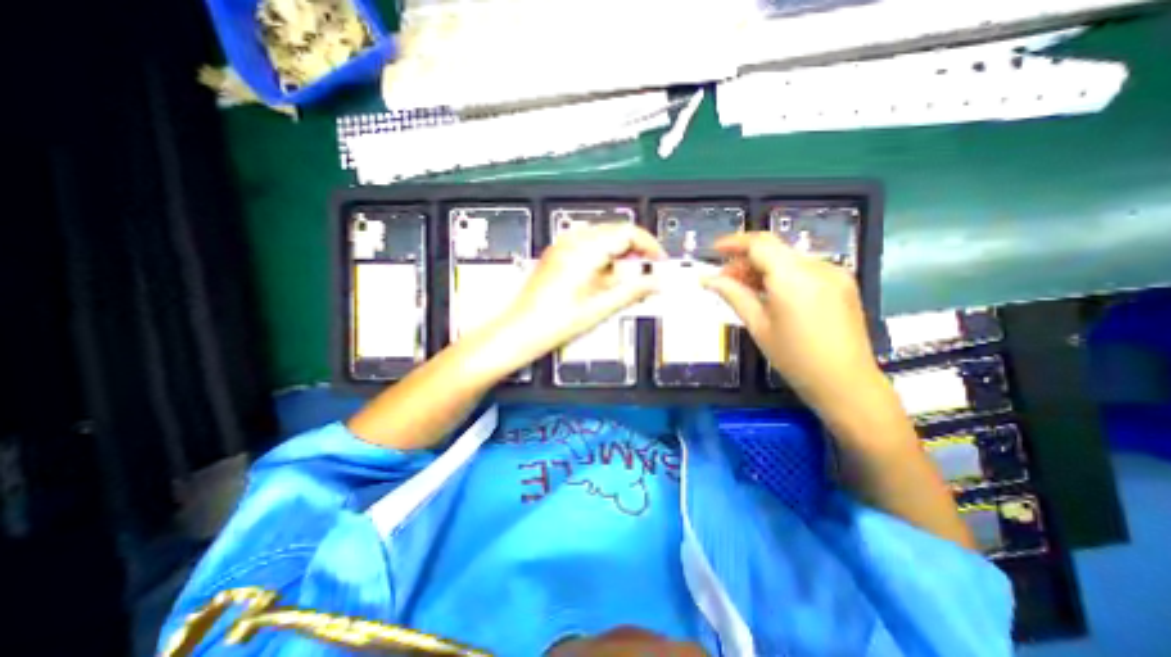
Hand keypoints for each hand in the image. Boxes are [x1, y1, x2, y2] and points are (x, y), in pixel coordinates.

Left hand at [499, 223, 665, 359]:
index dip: (649, 245)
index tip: (660, 260)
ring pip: (602, 237)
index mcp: (585, 249)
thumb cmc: (555, 322)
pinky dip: (603, 256)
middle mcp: (572, 241)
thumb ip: (632, 291)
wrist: (520, 330)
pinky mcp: (556, 255)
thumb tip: (657, 282)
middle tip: (647, 271)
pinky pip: (587, 245)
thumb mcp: (600, 307)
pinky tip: (604, 277)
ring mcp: (561, 246)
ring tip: (627, 277)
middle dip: (635, 249)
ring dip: (619, 253)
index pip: (627, 232)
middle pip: (615, 231)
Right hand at [699, 231, 883, 409]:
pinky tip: (770, 294)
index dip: (734, 242)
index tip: (714, 250)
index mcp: (793, 278)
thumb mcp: (758, 326)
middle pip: (774, 249)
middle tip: (725, 280)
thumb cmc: (794, 358)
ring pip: (788, 258)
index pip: (760, 244)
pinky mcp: (842, 282)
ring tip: (744, 290)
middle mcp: (817, 267)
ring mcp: (834, 273)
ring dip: (763, 268)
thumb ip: (733, 295)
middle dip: (745, 259)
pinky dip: (782, 275)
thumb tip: (708, 279)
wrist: (846, 383)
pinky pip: (804, 269)